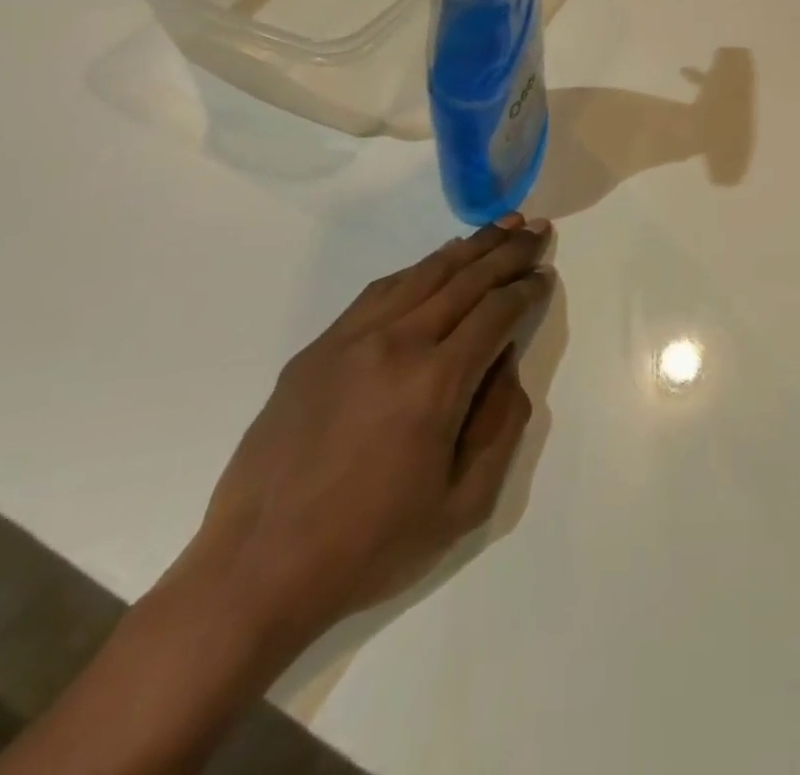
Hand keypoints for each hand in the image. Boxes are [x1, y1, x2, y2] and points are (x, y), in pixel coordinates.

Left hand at [176, 214, 555, 648]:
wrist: (254, 572)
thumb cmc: (370, 545)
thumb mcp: (464, 504)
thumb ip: (502, 425)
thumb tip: (505, 362)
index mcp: (436, 382)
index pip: (496, 312)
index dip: (527, 288)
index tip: (545, 273)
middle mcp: (396, 345)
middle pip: (465, 280)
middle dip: (507, 251)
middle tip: (536, 228)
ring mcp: (350, 341)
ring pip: (422, 275)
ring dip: (467, 248)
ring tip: (498, 227)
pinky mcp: (317, 349)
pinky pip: (379, 292)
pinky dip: (417, 269)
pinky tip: (435, 263)